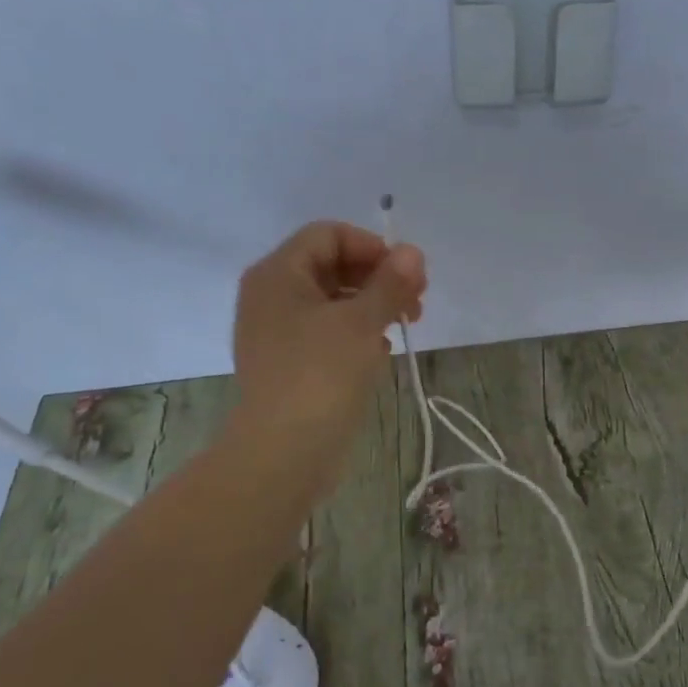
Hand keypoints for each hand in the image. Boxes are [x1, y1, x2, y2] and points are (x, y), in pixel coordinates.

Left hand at [227, 221, 426, 500]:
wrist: (284, 452)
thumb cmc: (321, 374)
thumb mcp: (362, 322)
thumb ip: (390, 283)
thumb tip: (412, 253)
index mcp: (279, 274)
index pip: (328, 234)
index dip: (372, 246)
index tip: (407, 274)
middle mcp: (271, 295)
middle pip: (332, 265)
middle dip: (378, 277)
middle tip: (416, 301)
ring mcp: (277, 332)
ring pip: (333, 301)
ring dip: (372, 305)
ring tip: (405, 325)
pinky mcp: (289, 363)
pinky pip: (327, 332)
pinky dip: (356, 333)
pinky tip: (381, 352)